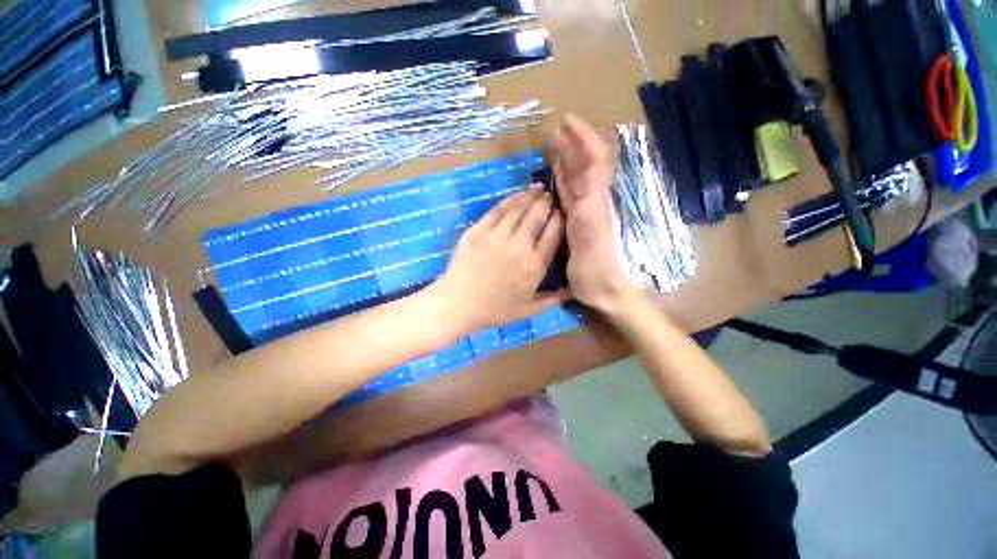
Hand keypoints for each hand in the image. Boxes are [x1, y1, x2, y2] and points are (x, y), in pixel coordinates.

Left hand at [434, 185, 569, 332]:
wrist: (459, 304)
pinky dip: (508, 200)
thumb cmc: (495, 309)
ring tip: (537, 188)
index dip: (558, 220)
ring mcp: (497, 236)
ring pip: (518, 209)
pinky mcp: (478, 230)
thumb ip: (552, 300)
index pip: (552, 234)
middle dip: (545, 203)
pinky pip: (497, 210)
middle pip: (537, 216)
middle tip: (548, 196)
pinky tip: (515, 195)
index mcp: (535, 265)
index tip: (559, 213)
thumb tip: (573, 292)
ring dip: (530, 196)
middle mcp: (520, 245)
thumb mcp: (528, 310)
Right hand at [551, 113, 634, 314]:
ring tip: (554, 145)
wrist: (604, 289)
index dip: (584, 138)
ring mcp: (584, 212)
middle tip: (556, 130)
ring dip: (567, 160)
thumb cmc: (598, 267)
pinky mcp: (576, 223)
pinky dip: (562, 181)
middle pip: (585, 166)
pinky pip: (569, 196)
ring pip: (576, 179)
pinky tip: (556, 175)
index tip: (568, 120)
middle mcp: (592, 201)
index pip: (594, 161)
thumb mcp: (593, 235)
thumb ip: (590, 203)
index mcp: (596, 201)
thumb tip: (591, 170)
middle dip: (573, 144)